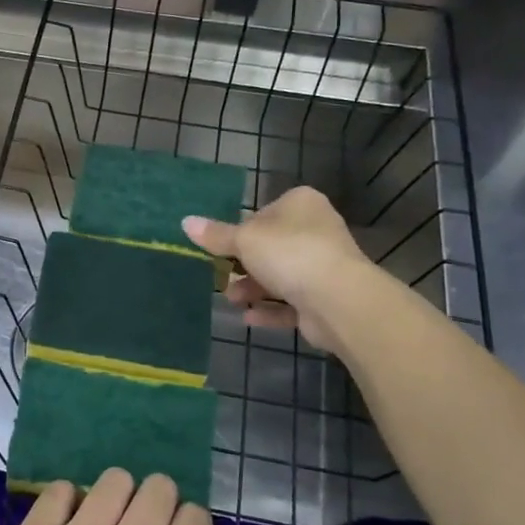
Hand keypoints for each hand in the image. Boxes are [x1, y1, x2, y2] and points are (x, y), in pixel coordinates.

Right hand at [184, 187, 371, 349]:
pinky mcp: (326, 298)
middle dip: (244, 266)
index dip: (242, 230)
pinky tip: (248, 319)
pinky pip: (292, 303)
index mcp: (301, 204)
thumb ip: (215, 235)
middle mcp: (316, 230)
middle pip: (271, 247)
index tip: (222, 248)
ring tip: (232, 301)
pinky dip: (270, 310)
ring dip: (253, 289)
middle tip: (221, 277)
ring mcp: (325, 266)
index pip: (264, 213)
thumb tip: (185, 222)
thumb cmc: (289, 254)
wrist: (338, 300)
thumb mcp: (244, 240)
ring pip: (281, 276)